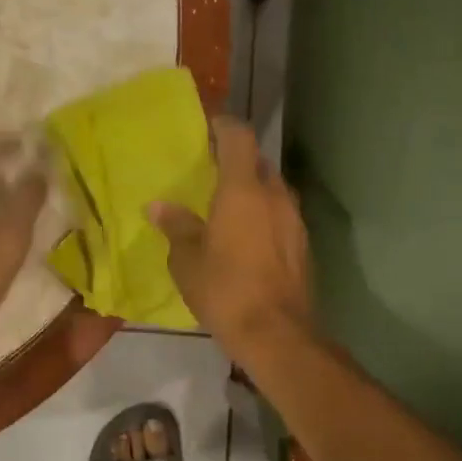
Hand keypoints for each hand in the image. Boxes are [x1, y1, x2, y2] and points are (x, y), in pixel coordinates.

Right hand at [150, 117, 312, 358]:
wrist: (277, 335)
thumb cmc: (225, 290)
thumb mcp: (187, 260)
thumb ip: (176, 226)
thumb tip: (158, 207)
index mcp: (243, 190)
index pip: (239, 138)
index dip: (224, 126)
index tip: (209, 127)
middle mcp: (275, 196)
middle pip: (259, 163)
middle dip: (238, 161)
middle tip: (212, 171)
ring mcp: (295, 221)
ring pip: (273, 191)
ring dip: (253, 191)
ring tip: (228, 207)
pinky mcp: (303, 246)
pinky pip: (281, 217)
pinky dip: (264, 216)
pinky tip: (248, 239)